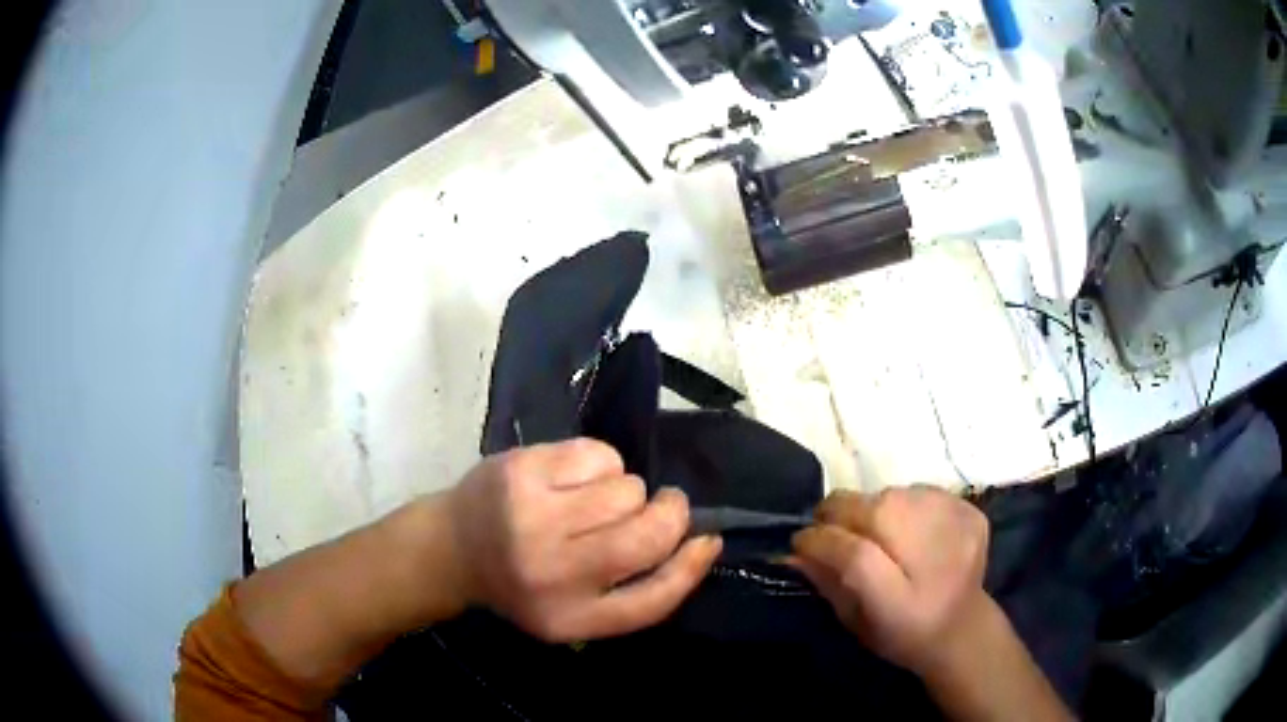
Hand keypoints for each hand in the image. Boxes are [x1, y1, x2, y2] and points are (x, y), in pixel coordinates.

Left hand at [446, 438, 721, 641]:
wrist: (451, 548)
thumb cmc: (523, 584)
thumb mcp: (575, 614)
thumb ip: (635, 592)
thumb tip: (702, 542)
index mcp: (568, 618)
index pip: (653, 600)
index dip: (691, 567)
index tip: (708, 541)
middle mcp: (550, 572)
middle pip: (646, 537)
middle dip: (670, 514)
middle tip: (663, 506)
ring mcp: (532, 516)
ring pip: (627, 488)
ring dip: (628, 491)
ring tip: (598, 501)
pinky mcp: (521, 469)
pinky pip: (599, 455)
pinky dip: (603, 464)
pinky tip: (576, 478)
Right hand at [790, 487, 989, 676]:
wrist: (963, 628)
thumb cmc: (900, 634)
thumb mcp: (854, 622)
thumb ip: (826, 583)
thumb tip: (791, 551)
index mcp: (902, 604)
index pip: (856, 556)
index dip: (822, 541)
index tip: (800, 540)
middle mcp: (936, 562)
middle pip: (880, 513)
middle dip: (842, 512)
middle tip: (827, 523)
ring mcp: (960, 532)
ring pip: (898, 494)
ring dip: (873, 505)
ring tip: (869, 526)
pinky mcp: (972, 514)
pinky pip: (923, 491)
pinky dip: (903, 502)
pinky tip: (903, 525)